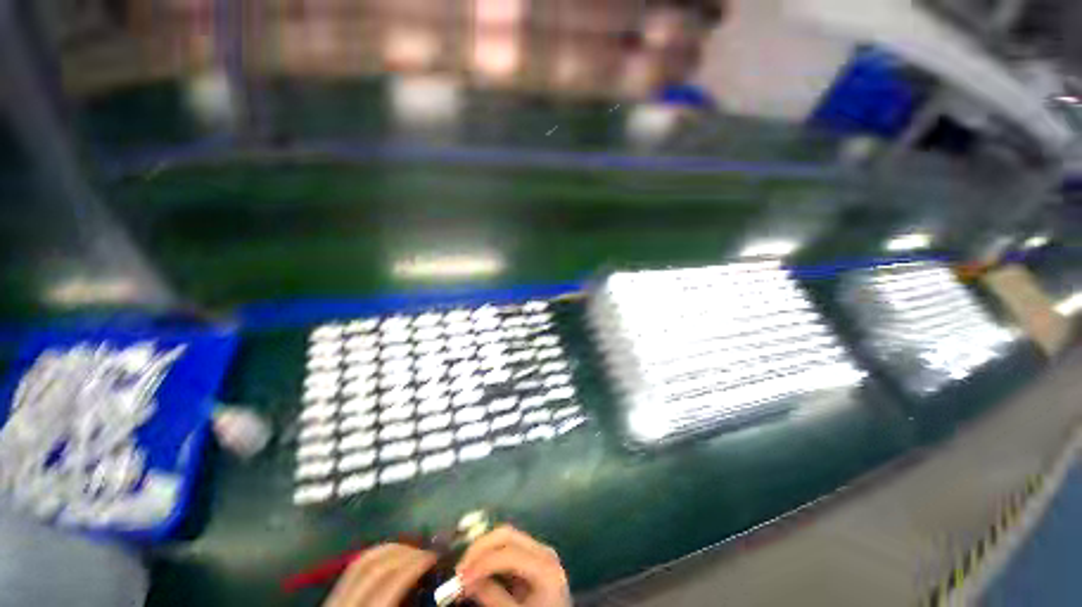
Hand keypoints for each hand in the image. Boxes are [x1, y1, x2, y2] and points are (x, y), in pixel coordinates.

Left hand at [323, 544, 436, 606]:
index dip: (415, 564)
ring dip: (390, 552)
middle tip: (426, 554)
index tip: (435, 558)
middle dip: (404, 554)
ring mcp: (331, 605)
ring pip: (361, 563)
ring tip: (411, 553)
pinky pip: (352, 572)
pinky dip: (375, 559)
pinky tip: (390, 562)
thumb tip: (435, 592)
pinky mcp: (329, 604)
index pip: (390, 582)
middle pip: (374, 567)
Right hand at [457, 525, 570, 606]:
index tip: (460, 579)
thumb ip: (493, 597)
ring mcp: (539, 551)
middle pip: (506, 535)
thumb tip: (467, 581)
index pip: (509, 553)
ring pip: (505, 537)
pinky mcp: (532, 557)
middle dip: (479, 548)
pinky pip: (508, 548)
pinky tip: (478, 569)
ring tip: (464, 570)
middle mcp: (543, 550)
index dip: (482, 563)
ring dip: (482, 550)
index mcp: (545, 566)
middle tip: (459, 569)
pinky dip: (490, 556)